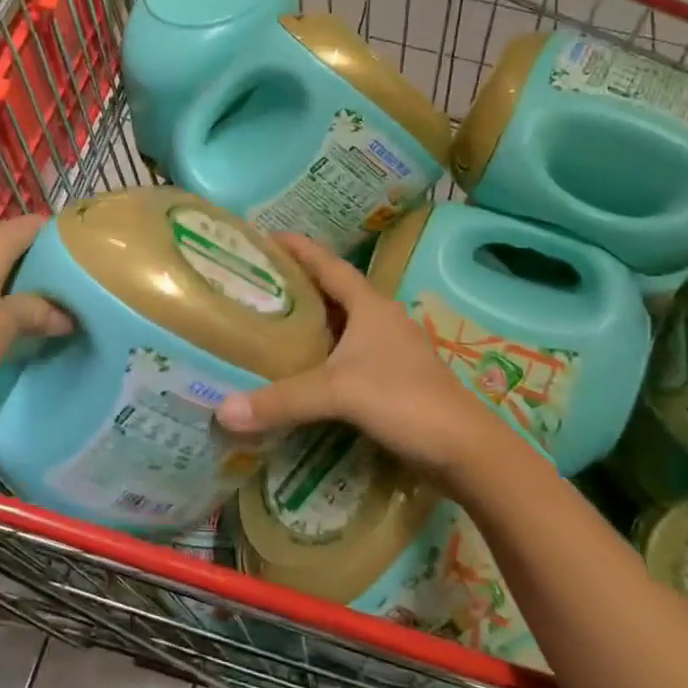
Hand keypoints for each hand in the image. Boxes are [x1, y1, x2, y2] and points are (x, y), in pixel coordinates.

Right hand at [215, 233, 518, 479]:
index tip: (266, 236)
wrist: (466, 451)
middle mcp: (381, 320)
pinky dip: (323, 352)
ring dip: (312, 319)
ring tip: (271, 320)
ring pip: (343, 324)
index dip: (299, 249)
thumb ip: (281, 401)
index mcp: (370, 306)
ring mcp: (390, 349)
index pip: (329, 265)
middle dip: (298, 283)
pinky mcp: (392, 377)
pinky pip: (348, 352)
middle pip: (333, 291)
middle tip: (256, 281)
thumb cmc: (404, 401)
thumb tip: (222, 411)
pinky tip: (302, 365)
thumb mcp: (337, 393)